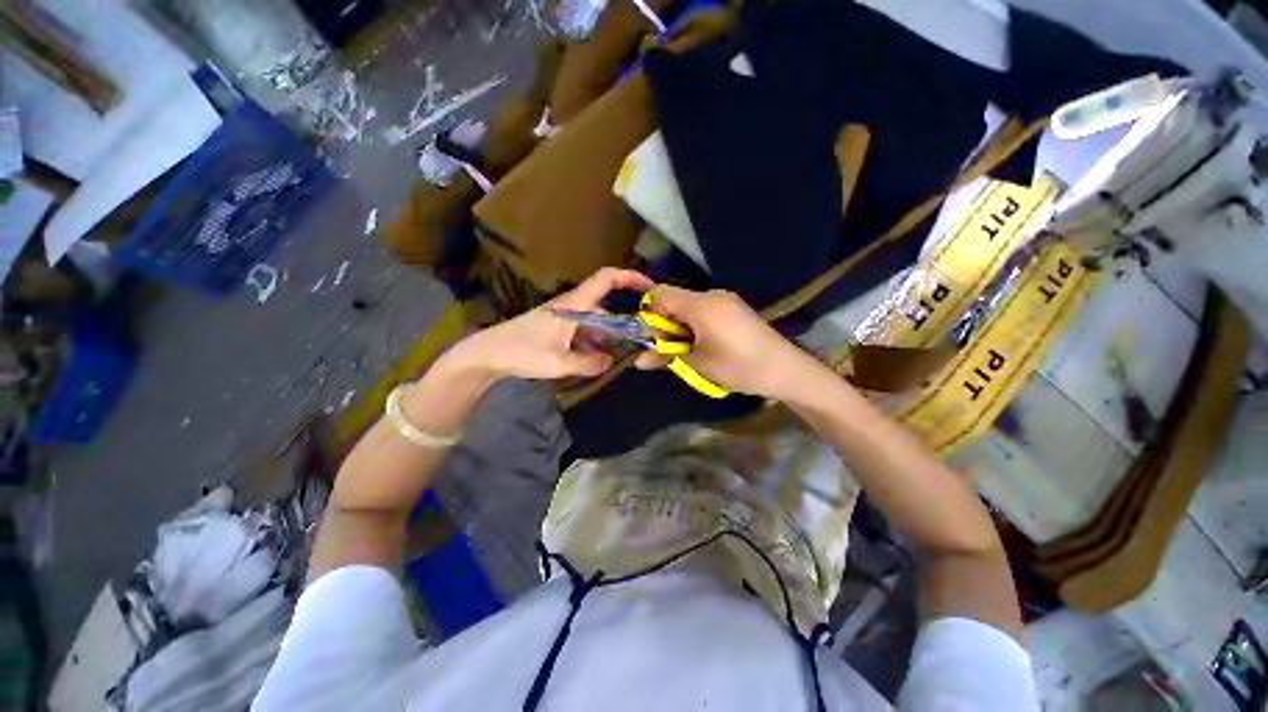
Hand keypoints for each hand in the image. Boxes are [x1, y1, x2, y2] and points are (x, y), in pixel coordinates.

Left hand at [444, 268, 655, 381]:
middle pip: (605, 309)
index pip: (605, 279)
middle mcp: (572, 306)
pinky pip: (584, 332)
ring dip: (608, 339)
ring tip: (617, 358)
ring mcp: (565, 318)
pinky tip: (596, 360)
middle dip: (623, 325)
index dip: (630, 277)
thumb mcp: (557, 363)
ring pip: (596, 324)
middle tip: (638, 344)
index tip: (650, 288)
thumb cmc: (521, 352)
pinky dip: (594, 344)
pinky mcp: (559, 328)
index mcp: (574, 305)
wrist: (488, 354)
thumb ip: (587, 363)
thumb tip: (610, 362)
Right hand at [634, 286, 822, 399]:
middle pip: (676, 300)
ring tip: (689, 351)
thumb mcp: (697, 363)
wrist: (785, 370)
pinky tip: (706, 345)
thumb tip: (637, 361)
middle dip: (666, 323)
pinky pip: (706, 310)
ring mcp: (727, 300)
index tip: (653, 337)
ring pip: (690, 306)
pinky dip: (697, 325)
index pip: (661, 293)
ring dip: (682, 326)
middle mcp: (713, 295)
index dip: (650, 312)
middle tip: (670, 349)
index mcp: (700, 305)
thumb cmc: (737, 366)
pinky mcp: (736, 309)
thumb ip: (665, 357)